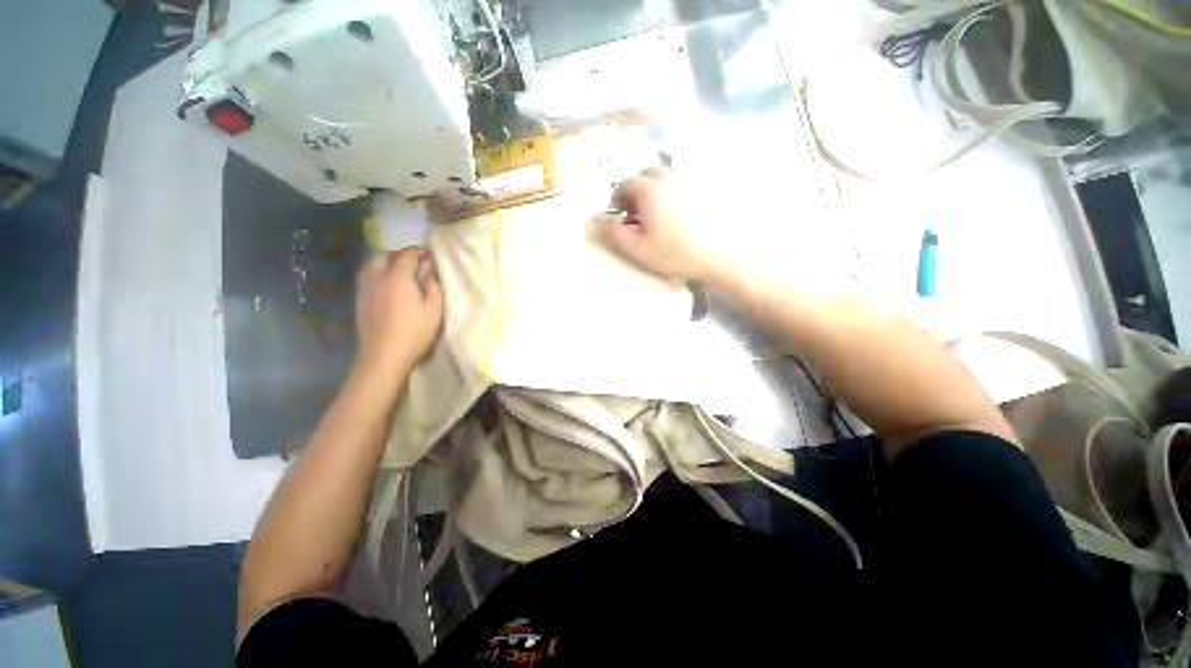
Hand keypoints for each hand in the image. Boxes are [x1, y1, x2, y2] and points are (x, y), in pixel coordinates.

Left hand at [355, 248, 443, 371]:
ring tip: (399, 271)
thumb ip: (432, 286)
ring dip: (385, 262)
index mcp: (398, 278)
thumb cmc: (414, 333)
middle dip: (399, 254)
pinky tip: (386, 285)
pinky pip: (366, 277)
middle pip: (383, 255)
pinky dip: (376, 273)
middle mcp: (377, 278)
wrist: (384, 356)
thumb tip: (429, 269)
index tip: (430, 255)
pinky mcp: (359, 301)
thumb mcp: (434, 310)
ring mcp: (365, 290)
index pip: (407, 255)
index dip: (419, 252)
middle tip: (414, 262)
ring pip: (371, 265)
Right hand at [596, 167, 723, 281]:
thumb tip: (598, 216)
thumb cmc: (674, 252)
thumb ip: (614, 231)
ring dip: (654, 189)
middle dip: (636, 189)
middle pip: (646, 174)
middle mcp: (668, 178)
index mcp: (649, 190)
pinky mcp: (703, 189)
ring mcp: (688, 182)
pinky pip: (681, 184)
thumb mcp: (637, 247)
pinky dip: (672, 192)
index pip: (626, 184)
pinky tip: (678, 213)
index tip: (619, 216)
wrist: (718, 254)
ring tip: (657, 213)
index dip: (618, 199)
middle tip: (637, 213)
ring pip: (665, 176)